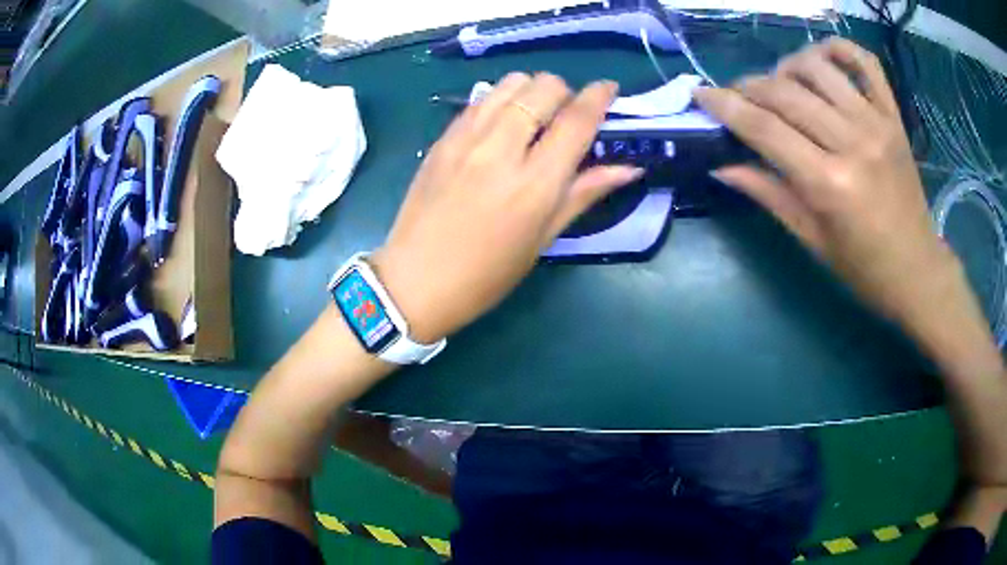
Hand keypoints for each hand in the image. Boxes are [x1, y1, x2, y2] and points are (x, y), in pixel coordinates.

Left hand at [371, 73, 642, 342]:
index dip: (599, 97)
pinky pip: (480, 100)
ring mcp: (467, 139)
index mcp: (535, 183)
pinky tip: (500, 125)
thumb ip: (584, 193)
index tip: (608, 88)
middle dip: (564, 93)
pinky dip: (500, 101)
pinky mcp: (442, 138)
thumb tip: (629, 168)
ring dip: (531, 92)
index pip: (576, 120)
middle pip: (543, 87)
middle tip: (565, 116)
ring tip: (532, 117)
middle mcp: (502, 149)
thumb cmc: (488, 273)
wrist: (416, 280)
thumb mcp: (543, 238)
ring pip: (509, 84)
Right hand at [695, 38, 961, 326]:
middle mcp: (852, 142)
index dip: (725, 106)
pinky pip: (865, 62)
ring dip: (787, 67)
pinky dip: (839, 49)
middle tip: (739, 98)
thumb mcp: (812, 240)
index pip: (764, 128)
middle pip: (785, 91)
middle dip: (750, 87)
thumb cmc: (863, 268)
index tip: (700, 94)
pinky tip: (822, 60)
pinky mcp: (893, 116)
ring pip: (817, 67)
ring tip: (782, 85)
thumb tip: (721, 165)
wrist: (917, 270)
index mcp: (829, 184)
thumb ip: (768, 193)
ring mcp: (876, 123)